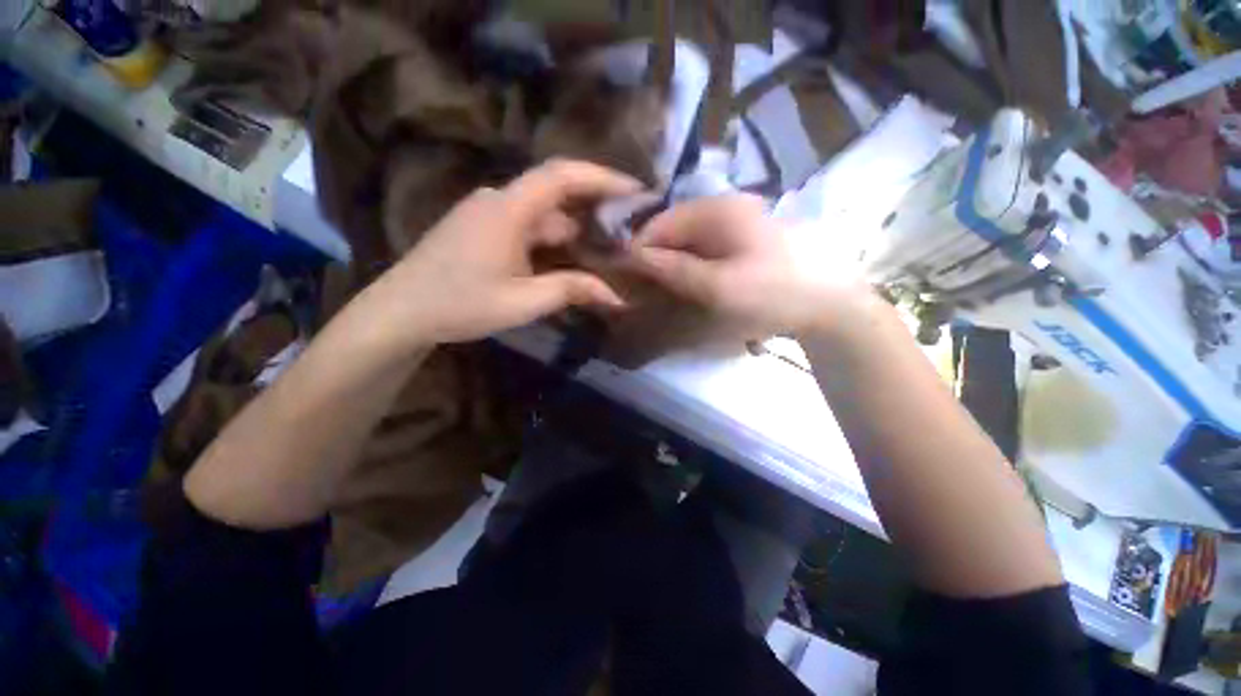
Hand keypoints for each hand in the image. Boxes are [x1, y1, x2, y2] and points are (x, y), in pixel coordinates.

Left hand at [362, 160, 640, 346]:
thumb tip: (617, 297)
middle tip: (629, 230)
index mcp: (508, 209)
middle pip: (557, 195)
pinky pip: (529, 225)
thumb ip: (572, 291)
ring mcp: (489, 212)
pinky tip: (569, 259)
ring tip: (606, 250)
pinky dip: (554, 239)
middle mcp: (499, 200)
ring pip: (544, 214)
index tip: (636, 191)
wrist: (402, 311)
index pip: (562, 175)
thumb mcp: (523, 302)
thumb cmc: (460, 305)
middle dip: (594, 210)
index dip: (602, 177)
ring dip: (574, 230)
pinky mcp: (484, 227)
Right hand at [628, 194, 867, 337]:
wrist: (831, 303)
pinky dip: (693, 262)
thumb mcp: (715, 285)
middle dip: (656, 256)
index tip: (628, 278)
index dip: (639, 249)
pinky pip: (707, 245)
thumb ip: (671, 269)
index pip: (659, 222)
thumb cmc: (771, 292)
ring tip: (667, 288)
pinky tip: (693, 281)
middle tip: (647, 288)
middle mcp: (725, 205)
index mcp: (716, 209)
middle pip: (674, 228)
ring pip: (690, 238)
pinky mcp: (748, 236)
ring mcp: (739, 219)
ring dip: (674, 261)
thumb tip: (631, 256)